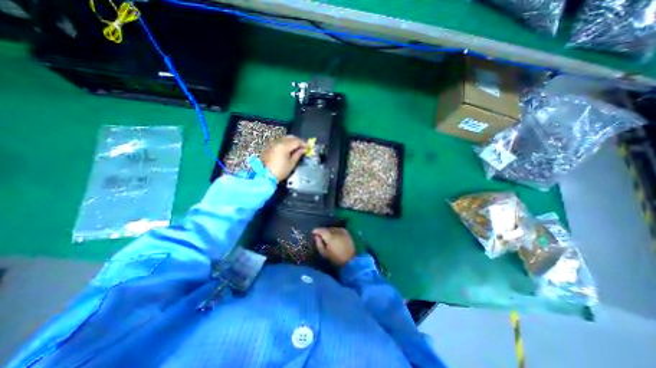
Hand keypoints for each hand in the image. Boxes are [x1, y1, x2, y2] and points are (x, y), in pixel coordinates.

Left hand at [262, 135, 307, 180]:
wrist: (266, 176)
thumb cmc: (280, 171)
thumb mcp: (292, 163)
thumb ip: (298, 154)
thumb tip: (303, 149)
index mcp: (284, 146)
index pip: (296, 141)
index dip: (303, 144)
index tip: (308, 147)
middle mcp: (278, 142)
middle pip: (290, 138)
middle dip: (297, 141)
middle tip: (302, 147)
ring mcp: (272, 144)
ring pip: (284, 139)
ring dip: (291, 142)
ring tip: (295, 148)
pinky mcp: (269, 147)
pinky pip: (279, 142)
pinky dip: (285, 144)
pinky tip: (287, 149)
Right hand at [311, 229, 353, 265]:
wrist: (350, 261)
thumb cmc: (336, 259)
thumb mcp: (324, 254)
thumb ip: (319, 244)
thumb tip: (316, 237)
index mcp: (330, 238)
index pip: (322, 230)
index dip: (317, 230)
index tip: (313, 232)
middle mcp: (336, 233)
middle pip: (327, 229)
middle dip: (323, 231)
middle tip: (320, 235)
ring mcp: (343, 232)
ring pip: (333, 228)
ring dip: (329, 230)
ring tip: (327, 235)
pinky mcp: (347, 233)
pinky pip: (339, 229)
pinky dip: (336, 230)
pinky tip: (334, 234)